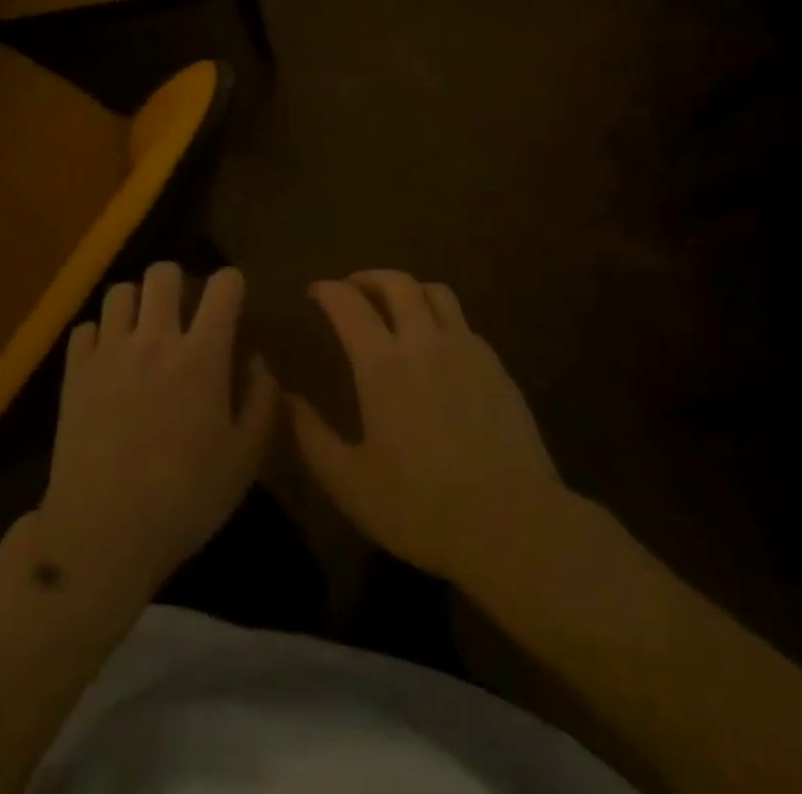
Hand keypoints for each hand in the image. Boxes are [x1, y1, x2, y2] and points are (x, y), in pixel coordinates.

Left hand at [34, 263, 276, 599]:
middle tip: (183, 311)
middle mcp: (155, 340)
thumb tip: (258, 360)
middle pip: (163, 273)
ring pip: (120, 291)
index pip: (223, 286)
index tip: (232, 301)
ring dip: (136, 303)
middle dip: (178, 281)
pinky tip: (107, 359)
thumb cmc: (183, 500)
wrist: (101, 534)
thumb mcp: (244, 460)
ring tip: (142, 329)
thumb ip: (261, 401)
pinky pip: (85, 328)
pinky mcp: (74, 372)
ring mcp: (109, 353)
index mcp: (201, 356)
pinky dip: (99, 334)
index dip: (232, 284)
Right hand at [290, 270, 565, 587]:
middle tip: (352, 289)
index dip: (328, 290)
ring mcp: (466, 349)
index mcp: (382, 364)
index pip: (348, 304)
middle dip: (368, 277)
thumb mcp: (350, 483)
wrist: (514, 524)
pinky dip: (439, 316)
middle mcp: (424, 341)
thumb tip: (287, 398)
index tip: (314, 292)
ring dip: (408, 288)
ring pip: (435, 292)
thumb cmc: (422, 507)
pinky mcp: (495, 365)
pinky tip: (435, 345)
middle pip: (396, 282)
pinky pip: (462, 321)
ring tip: (395, 306)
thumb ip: (312, 437)